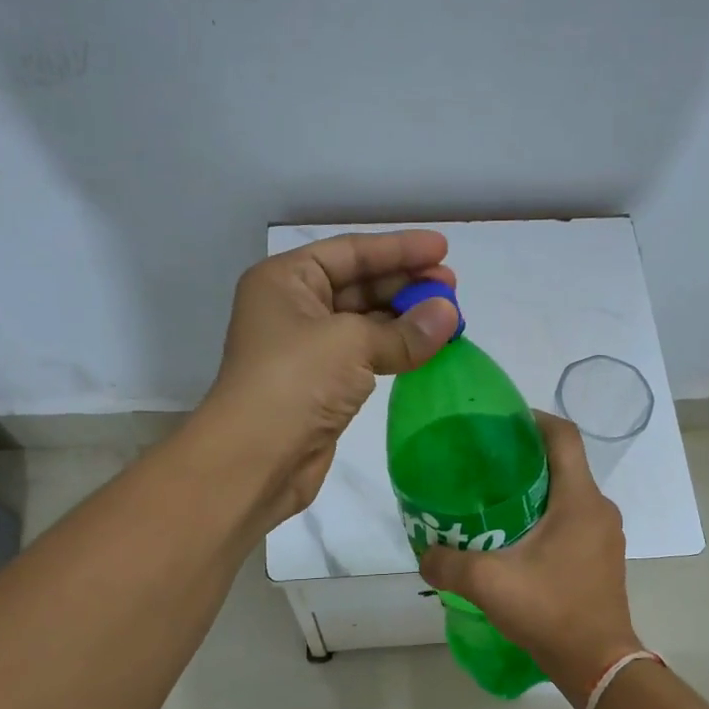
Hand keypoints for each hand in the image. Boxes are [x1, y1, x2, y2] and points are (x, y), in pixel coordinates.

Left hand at [203, 231, 459, 521]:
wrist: (256, 459)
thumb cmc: (294, 382)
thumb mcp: (351, 343)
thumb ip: (404, 330)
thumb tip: (449, 316)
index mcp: (285, 280)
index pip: (350, 252)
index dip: (398, 249)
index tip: (443, 249)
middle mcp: (293, 308)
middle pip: (358, 284)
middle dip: (405, 284)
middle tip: (452, 288)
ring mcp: (307, 350)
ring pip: (364, 323)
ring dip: (404, 319)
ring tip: (450, 317)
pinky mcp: (322, 386)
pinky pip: (366, 357)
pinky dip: (396, 351)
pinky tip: (427, 348)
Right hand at [418, 412, 643, 703]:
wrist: (597, 663)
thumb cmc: (549, 611)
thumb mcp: (488, 583)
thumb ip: (447, 564)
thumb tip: (424, 554)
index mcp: (579, 500)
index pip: (563, 436)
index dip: (532, 419)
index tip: (500, 422)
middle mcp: (598, 509)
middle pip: (564, 463)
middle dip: (525, 457)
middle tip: (484, 465)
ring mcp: (605, 535)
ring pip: (569, 494)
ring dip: (535, 490)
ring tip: (495, 501)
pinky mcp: (602, 557)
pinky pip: (573, 520)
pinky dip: (546, 516)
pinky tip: (516, 538)